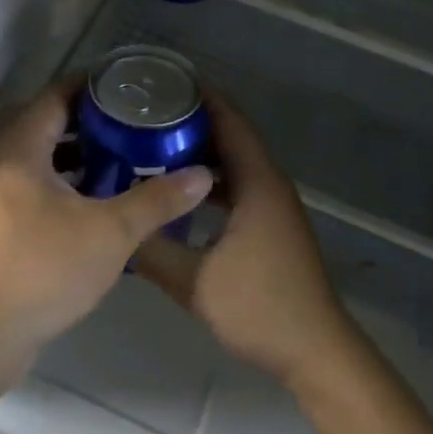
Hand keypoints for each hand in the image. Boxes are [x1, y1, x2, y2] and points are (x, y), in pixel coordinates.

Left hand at [0, 79, 213, 377]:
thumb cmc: (45, 270)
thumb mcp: (111, 233)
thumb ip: (157, 200)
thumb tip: (202, 175)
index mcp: (21, 152)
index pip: (53, 98)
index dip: (87, 86)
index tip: (123, 85)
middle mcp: (3, 166)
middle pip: (46, 126)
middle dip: (88, 121)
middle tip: (130, 121)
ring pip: (40, 160)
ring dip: (76, 155)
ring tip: (120, 156)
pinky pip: (34, 187)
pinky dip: (64, 183)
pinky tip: (96, 202)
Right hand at [133, 92, 357, 388]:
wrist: (316, 352)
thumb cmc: (260, 308)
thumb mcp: (195, 282)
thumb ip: (152, 251)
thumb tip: (115, 227)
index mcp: (257, 182)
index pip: (229, 121)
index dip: (200, 96)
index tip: (162, 81)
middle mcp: (269, 183)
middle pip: (230, 135)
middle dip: (191, 120)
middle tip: (146, 113)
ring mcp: (273, 205)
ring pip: (234, 162)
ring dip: (200, 150)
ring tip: (154, 144)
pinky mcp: (271, 225)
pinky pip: (237, 185)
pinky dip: (210, 178)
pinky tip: (180, 191)